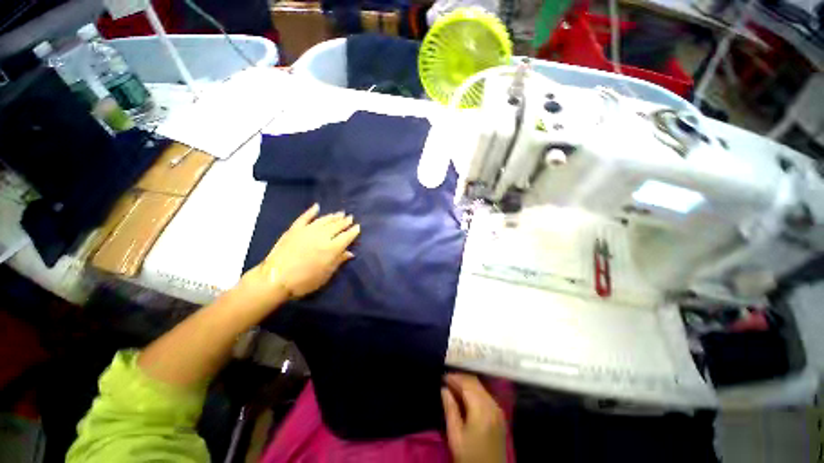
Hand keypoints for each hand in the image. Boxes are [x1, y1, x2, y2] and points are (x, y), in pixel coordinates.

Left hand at [244, 203, 359, 300]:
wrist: (275, 279)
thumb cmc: (304, 281)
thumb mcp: (326, 275)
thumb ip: (338, 261)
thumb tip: (350, 253)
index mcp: (332, 248)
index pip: (346, 237)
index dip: (353, 231)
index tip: (358, 227)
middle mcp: (322, 236)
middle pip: (336, 226)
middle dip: (345, 221)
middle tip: (350, 217)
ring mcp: (307, 231)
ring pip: (324, 220)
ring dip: (333, 216)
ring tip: (340, 213)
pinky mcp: (294, 229)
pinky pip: (304, 217)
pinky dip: (311, 211)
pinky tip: (316, 207)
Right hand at [442, 373, 506, 462]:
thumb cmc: (469, 457)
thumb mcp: (455, 436)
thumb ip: (450, 409)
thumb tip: (444, 389)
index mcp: (481, 410)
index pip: (467, 384)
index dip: (454, 378)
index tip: (442, 377)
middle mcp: (492, 405)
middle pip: (475, 383)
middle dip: (460, 378)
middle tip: (446, 380)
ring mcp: (498, 410)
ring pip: (481, 387)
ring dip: (467, 384)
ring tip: (453, 386)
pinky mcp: (500, 415)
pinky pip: (486, 394)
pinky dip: (475, 390)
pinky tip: (465, 396)